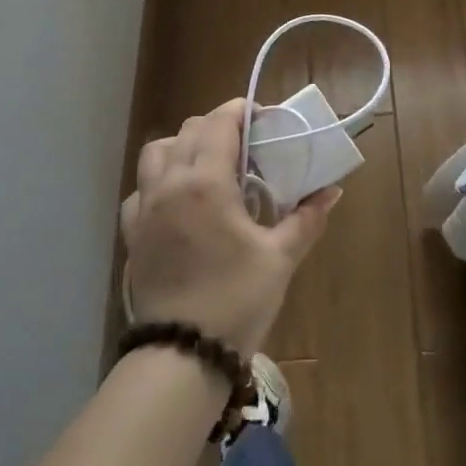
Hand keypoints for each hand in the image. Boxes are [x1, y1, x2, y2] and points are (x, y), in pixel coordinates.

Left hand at [121, 99, 341, 355]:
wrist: (182, 353)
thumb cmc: (236, 299)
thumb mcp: (280, 257)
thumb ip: (306, 218)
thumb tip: (332, 191)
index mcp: (206, 182)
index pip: (218, 123)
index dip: (240, 111)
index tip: (262, 117)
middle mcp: (169, 184)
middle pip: (188, 130)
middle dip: (216, 126)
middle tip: (245, 145)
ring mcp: (145, 208)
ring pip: (156, 152)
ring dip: (182, 145)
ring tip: (208, 164)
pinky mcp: (132, 233)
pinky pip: (140, 188)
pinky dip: (159, 180)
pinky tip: (177, 200)